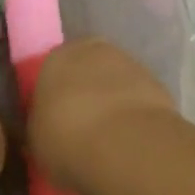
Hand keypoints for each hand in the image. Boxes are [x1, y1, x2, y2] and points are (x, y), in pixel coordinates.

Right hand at [25, 37, 176, 192]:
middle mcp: (92, 50)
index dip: (53, 97)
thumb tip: (46, 128)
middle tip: (82, 128)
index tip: (55, 122)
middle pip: (86, 70)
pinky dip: (134, 114)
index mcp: (55, 58)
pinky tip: (131, 140)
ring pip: (115, 82)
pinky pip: (138, 99)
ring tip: (109, 139)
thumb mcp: (36, 141)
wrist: (125, 144)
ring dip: (112, 102)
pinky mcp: (159, 84)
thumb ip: (40, 127)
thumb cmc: (66, 139)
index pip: (50, 72)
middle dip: (85, 92)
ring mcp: (130, 63)